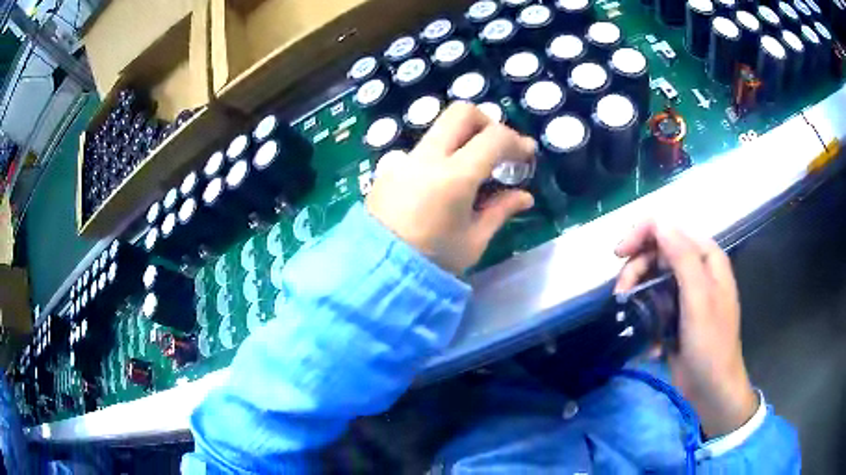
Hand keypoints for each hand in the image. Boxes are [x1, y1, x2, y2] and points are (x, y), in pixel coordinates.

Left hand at [367, 102, 535, 273]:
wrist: (377, 273)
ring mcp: (404, 160)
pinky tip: (443, 185)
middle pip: (461, 112)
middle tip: (498, 148)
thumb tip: (524, 196)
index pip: (493, 137)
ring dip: (463, 137)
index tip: (527, 154)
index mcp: (453, 177)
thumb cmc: (432, 262)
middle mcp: (427, 158)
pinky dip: (442, 155)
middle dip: (487, 122)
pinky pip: (422, 150)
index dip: (516, 141)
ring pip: (439, 128)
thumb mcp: (474, 241)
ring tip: (474, 169)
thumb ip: (501, 211)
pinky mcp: (389, 169)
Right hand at [615, 221, 758, 437]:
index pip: (670, 229)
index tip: (619, 254)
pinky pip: (654, 302)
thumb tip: (658, 223)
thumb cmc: (711, 344)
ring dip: (637, 293)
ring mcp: (687, 292)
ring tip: (628, 315)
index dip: (643, 234)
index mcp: (706, 258)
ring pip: (652, 277)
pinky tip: (648, 337)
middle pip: (658, 253)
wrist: (712, 390)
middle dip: (636, 269)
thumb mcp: (699, 299)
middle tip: (620, 294)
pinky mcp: (677, 314)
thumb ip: (682, 258)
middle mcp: (697, 269)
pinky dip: (645, 315)